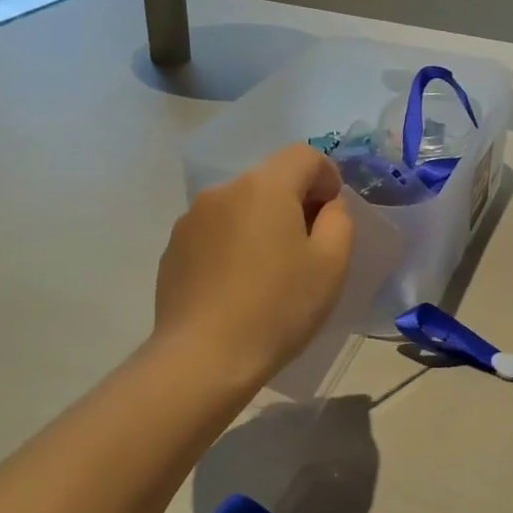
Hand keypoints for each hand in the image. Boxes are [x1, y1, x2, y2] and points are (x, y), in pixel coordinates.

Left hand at [154, 144, 355, 383]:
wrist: (204, 357)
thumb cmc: (278, 308)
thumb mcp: (331, 265)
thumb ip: (339, 220)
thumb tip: (325, 206)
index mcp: (264, 187)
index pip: (304, 155)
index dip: (327, 177)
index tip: (332, 216)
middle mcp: (223, 191)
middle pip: (270, 180)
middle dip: (294, 203)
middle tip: (307, 248)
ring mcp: (191, 219)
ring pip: (240, 207)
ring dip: (261, 224)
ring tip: (269, 272)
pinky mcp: (173, 248)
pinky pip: (215, 232)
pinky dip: (233, 245)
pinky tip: (237, 287)